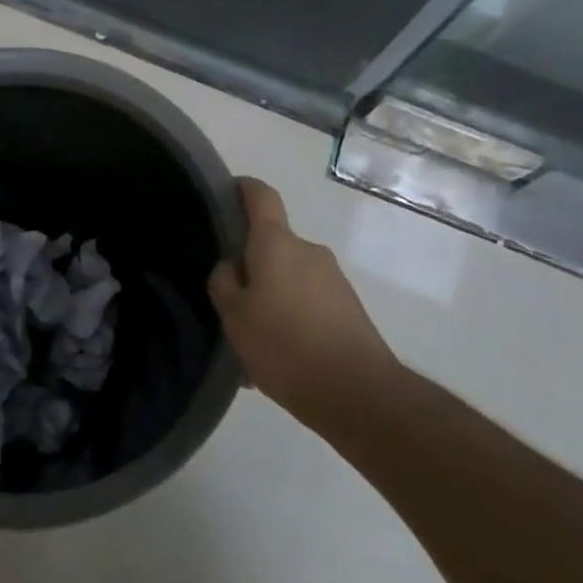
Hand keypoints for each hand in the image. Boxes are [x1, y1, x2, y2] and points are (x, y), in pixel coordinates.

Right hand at [209, 177, 401, 429]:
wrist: (358, 393)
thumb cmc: (285, 346)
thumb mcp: (235, 318)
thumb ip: (224, 283)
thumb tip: (232, 266)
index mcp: (277, 244)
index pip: (261, 196)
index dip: (243, 189)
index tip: (227, 193)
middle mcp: (309, 252)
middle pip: (273, 245)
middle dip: (252, 265)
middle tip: (231, 299)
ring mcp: (334, 280)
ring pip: (290, 279)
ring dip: (272, 298)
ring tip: (254, 340)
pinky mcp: (349, 308)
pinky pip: (309, 303)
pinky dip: (292, 319)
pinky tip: (280, 359)